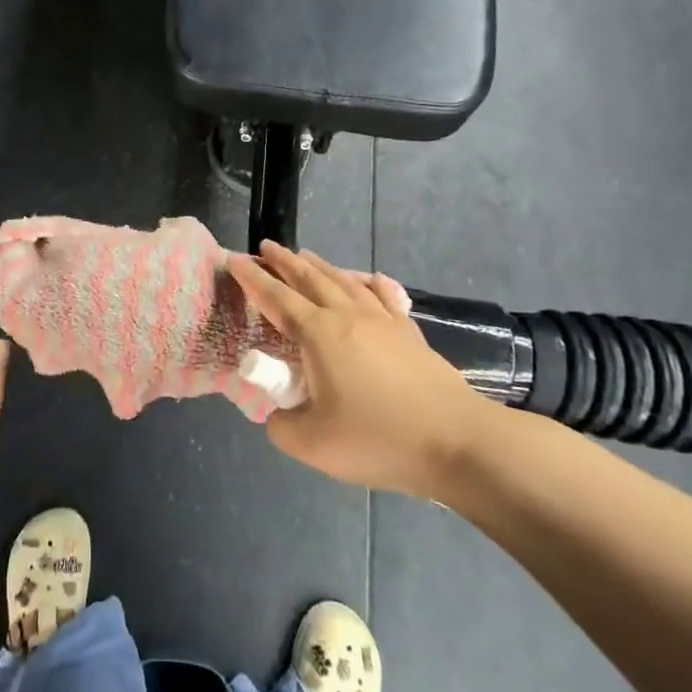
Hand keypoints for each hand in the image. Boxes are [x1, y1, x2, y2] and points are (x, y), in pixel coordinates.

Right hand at [227, 242, 504, 498]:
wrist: (458, 442)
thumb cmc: (378, 439)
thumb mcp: (312, 444)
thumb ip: (281, 424)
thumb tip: (278, 413)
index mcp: (318, 334)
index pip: (276, 297)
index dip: (252, 278)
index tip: (233, 260)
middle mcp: (347, 316)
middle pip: (309, 278)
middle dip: (284, 261)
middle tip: (266, 247)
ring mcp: (382, 321)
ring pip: (344, 281)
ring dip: (319, 266)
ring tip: (305, 256)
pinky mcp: (409, 333)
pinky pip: (382, 296)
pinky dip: (368, 283)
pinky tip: (368, 279)